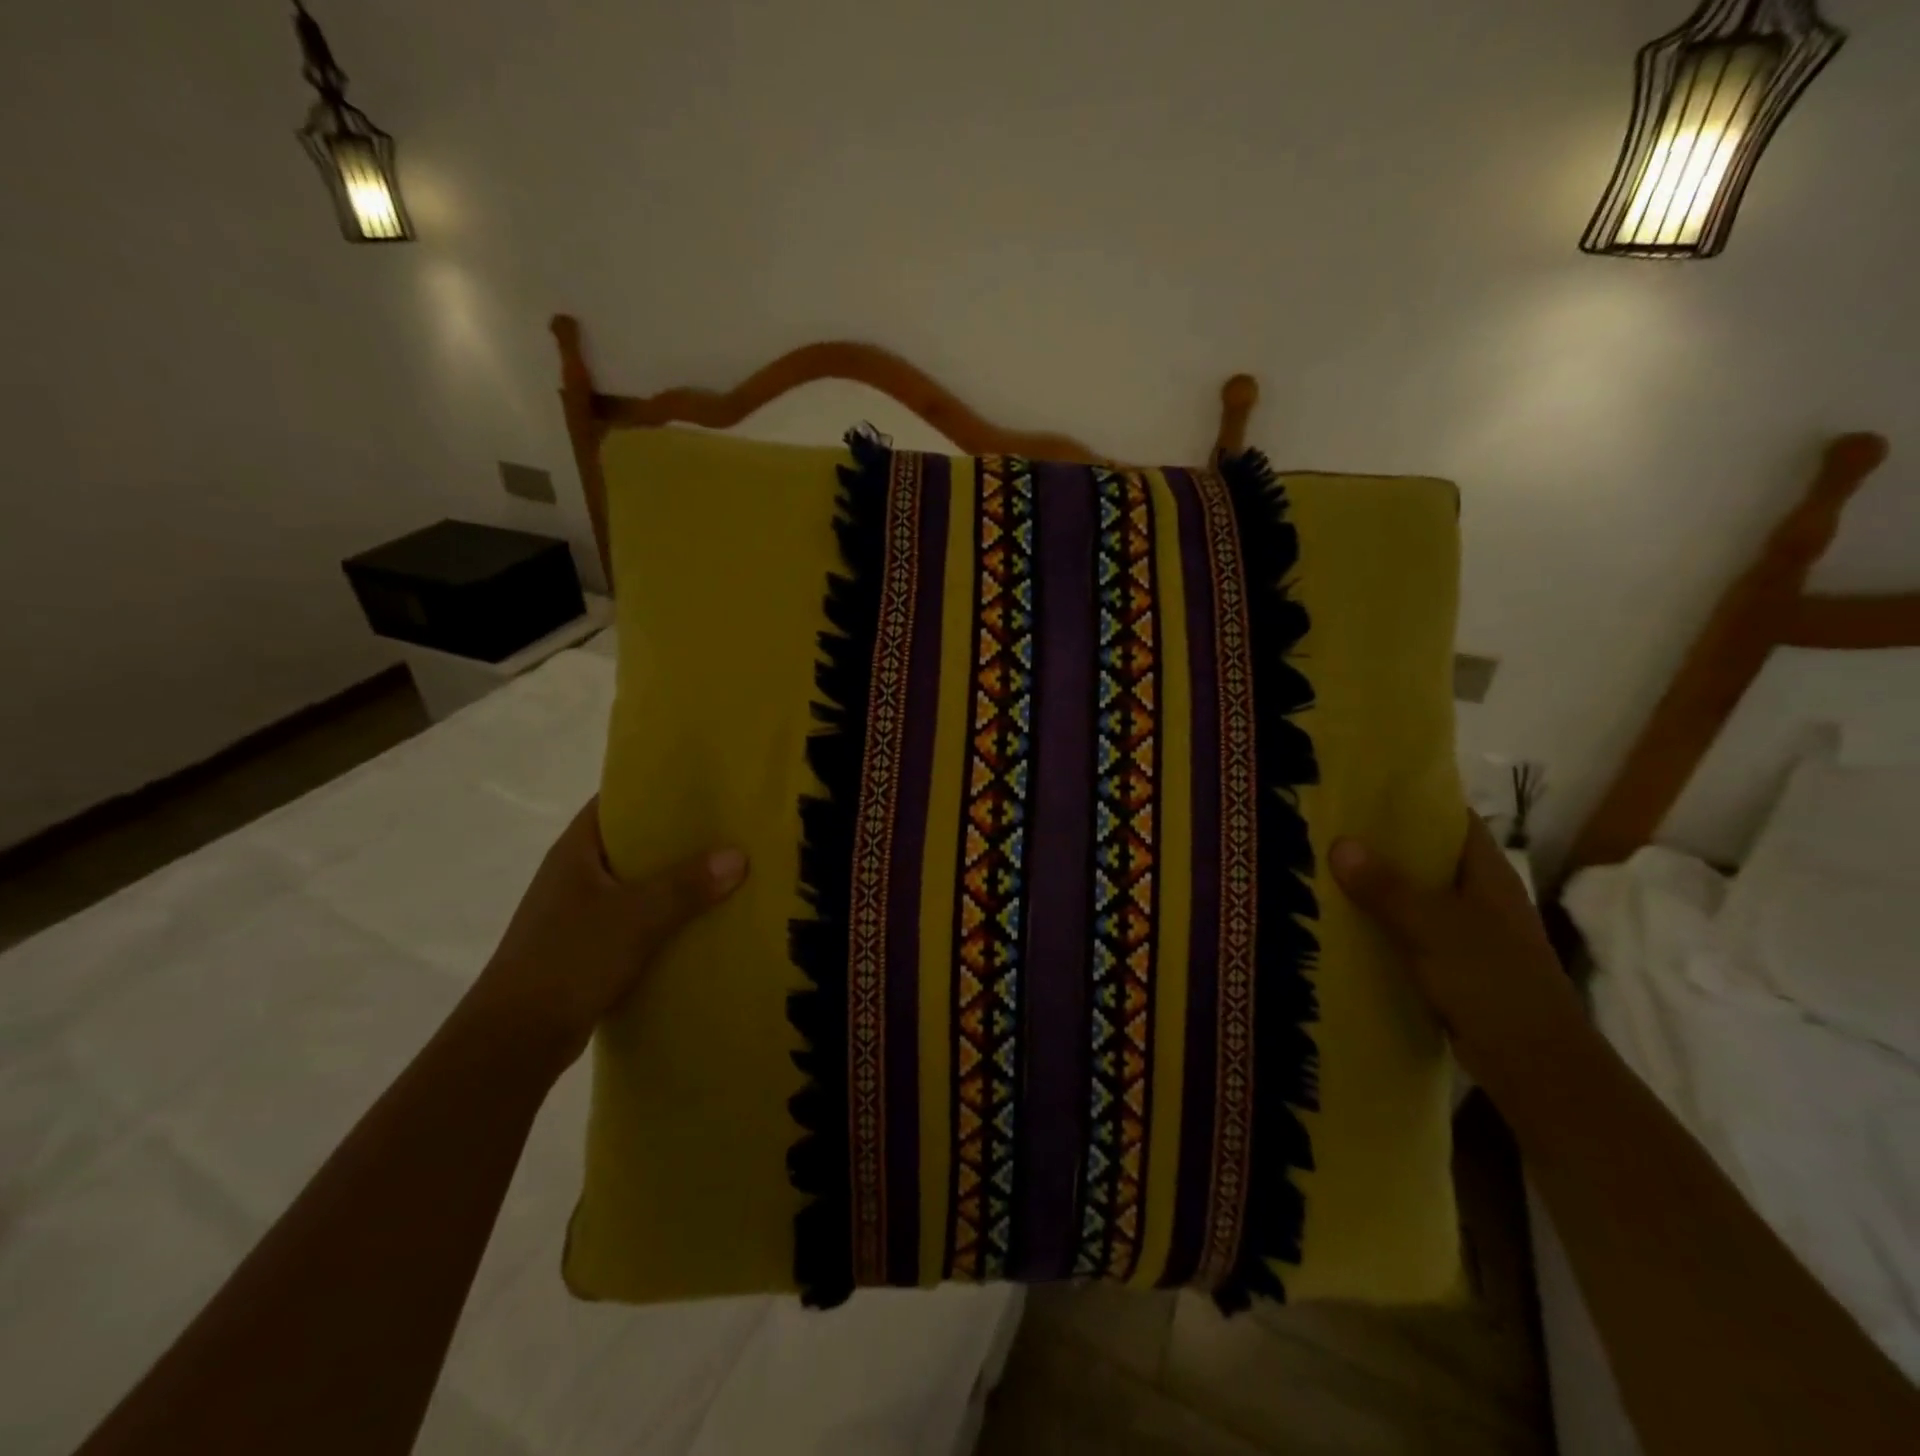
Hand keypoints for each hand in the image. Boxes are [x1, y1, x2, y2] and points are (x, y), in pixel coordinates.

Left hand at [462, 798, 747, 1071]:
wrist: (514, 1040)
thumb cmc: (569, 960)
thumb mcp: (635, 917)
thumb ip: (686, 885)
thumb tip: (739, 855)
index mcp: (576, 851)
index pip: (617, 802)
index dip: (656, 789)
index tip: (702, 787)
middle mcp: (575, 874)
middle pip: (633, 843)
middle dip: (677, 838)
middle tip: (728, 829)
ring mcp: (579, 912)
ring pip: (637, 884)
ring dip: (674, 881)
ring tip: (726, 872)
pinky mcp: (587, 947)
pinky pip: (635, 919)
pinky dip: (665, 917)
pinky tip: (701, 922)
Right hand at [1329, 814, 1583, 1101]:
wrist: (1534, 1065)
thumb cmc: (1492, 982)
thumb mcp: (1433, 928)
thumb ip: (1386, 887)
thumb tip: (1339, 842)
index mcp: (1487, 875)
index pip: (1452, 821)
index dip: (1414, 801)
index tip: (1363, 790)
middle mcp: (1479, 897)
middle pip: (1427, 857)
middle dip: (1381, 844)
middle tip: (1326, 828)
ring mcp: (1467, 934)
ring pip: (1415, 897)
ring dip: (1376, 887)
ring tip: (1322, 869)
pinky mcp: (1453, 966)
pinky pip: (1409, 932)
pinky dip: (1381, 924)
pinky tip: (1342, 924)